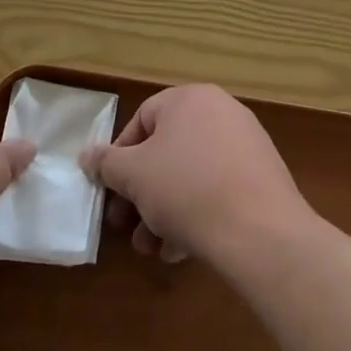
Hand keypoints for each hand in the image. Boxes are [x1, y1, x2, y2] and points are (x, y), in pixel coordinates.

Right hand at [79, 84, 312, 270]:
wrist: (261, 233)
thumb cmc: (187, 190)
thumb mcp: (133, 175)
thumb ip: (106, 163)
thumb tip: (87, 156)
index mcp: (190, 99)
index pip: (142, 120)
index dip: (119, 157)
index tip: (110, 190)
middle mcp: (221, 113)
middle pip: (166, 153)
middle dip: (140, 194)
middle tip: (124, 226)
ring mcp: (247, 146)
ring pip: (190, 177)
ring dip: (163, 212)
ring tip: (151, 249)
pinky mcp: (263, 180)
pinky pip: (217, 191)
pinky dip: (195, 215)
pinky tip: (180, 250)